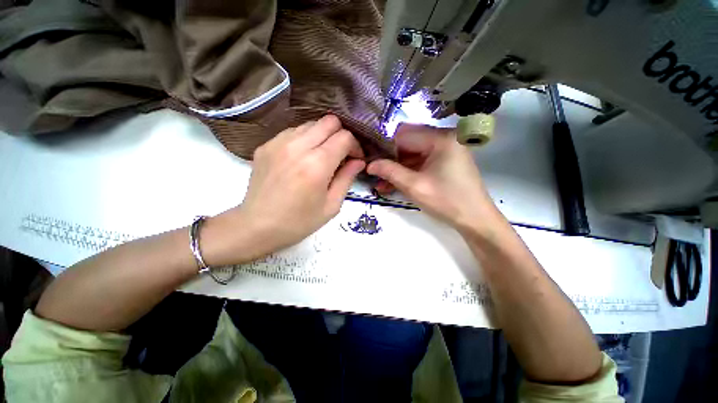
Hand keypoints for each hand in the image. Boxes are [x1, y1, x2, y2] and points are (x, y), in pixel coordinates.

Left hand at [214, 116, 365, 262]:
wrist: (257, 226)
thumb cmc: (299, 222)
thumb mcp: (331, 205)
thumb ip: (347, 178)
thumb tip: (359, 161)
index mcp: (317, 165)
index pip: (344, 137)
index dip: (355, 146)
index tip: (355, 160)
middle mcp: (297, 147)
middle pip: (329, 122)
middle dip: (341, 135)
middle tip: (341, 154)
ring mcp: (278, 143)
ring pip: (311, 123)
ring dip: (323, 136)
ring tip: (322, 156)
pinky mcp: (266, 145)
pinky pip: (293, 131)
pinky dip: (305, 139)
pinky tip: (303, 158)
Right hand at [367, 123, 497, 231]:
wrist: (475, 219)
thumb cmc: (447, 201)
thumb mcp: (414, 186)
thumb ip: (390, 171)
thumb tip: (369, 164)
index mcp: (441, 138)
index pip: (403, 134)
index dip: (384, 147)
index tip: (370, 160)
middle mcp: (444, 137)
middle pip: (408, 143)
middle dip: (390, 159)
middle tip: (374, 172)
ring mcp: (445, 148)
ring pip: (412, 153)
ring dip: (397, 167)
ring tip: (380, 182)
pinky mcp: (445, 159)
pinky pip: (421, 161)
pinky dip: (408, 171)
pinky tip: (393, 183)